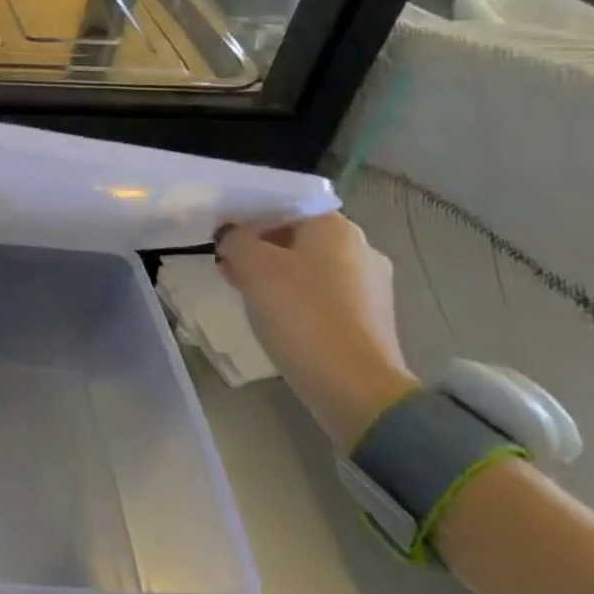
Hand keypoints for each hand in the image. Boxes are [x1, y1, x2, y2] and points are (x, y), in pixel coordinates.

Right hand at [214, 213, 418, 451]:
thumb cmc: (300, 313)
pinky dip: (296, 299)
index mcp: (336, 227)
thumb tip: (231, 235)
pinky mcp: (370, 319)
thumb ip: (236, 240)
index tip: (223, 241)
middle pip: (297, 237)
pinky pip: (323, 296)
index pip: (284, 207)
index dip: (249, 219)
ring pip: (309, 267)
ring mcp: (371, 286)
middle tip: (228, 268)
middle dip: (260, 250)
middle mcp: (361, 248)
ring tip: (245, 294)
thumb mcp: (253, 266)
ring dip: (275, 275)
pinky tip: (276, 317)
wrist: (353, 386)